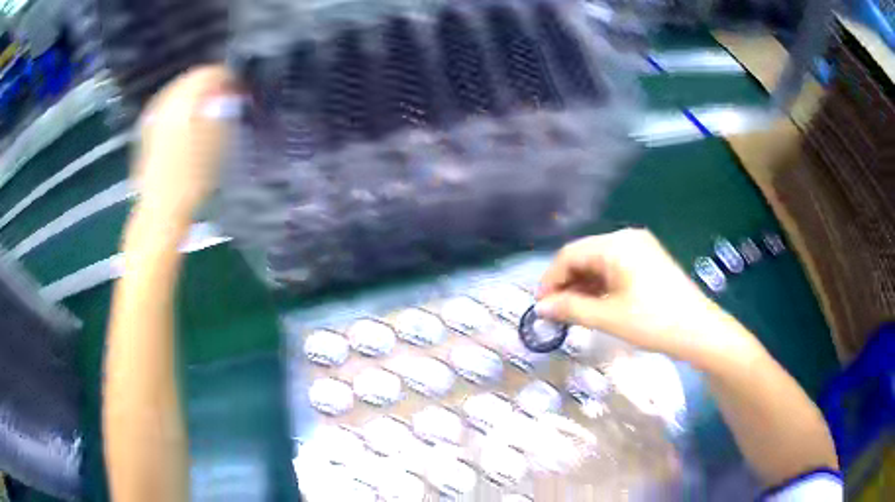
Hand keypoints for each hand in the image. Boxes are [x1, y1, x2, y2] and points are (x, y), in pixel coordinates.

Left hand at [132, 65, 238, 220]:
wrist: (162, 210)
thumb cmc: (193, 180)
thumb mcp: (218, 142)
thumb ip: (224, 109)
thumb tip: (228, 90)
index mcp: (185, 102)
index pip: (209, 72)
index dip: (227, 77)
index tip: (237, 88)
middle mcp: (166, 103)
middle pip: (190, 77)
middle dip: (209, 83)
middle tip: (223, 96)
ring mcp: (153, 116)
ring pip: (176, 90)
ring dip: (193, 93)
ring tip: (206, 106)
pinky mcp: (146, 130)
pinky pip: (165, 105)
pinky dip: (178, 105)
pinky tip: (186, 118)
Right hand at [536, 229, 748, 366]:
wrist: (699, 331)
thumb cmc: (653, 322)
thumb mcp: (608, 317)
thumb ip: (570, 309)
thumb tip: (540, 308)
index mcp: (616, 244)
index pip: (570, 254)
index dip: (550, 279)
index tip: (540, 306)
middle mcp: (626, 238)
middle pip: (584, 256)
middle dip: (566, 284)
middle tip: (555, 313)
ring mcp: (640, 248)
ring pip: (599, 263)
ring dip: (582, 286)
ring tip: (573, 313)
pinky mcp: (648, 261)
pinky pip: (614, 268)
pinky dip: (600, 286)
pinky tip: (595, 305)